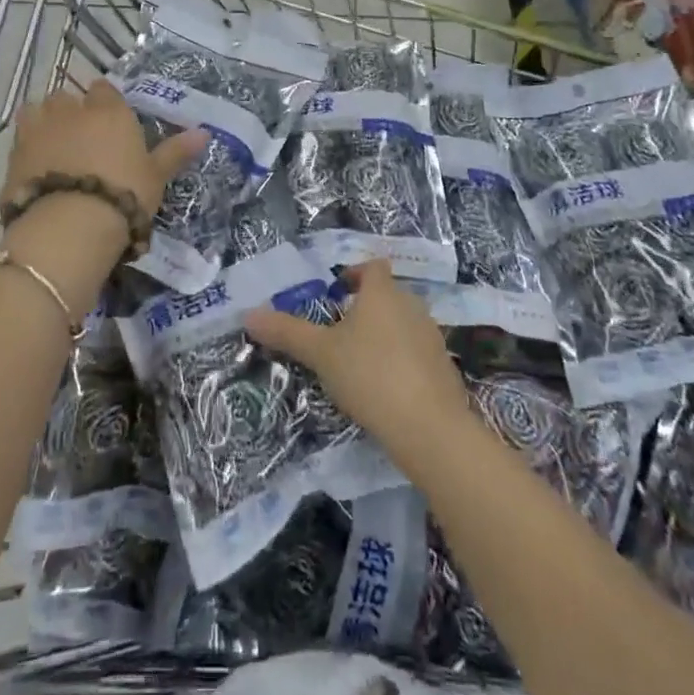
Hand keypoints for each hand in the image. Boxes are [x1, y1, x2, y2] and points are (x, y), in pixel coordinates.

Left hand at [1, 79, 207, 226]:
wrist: (70, 225)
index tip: (112, 123)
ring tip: (54, 148)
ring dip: (45, 123)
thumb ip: (176, 151)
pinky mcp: (14, 155)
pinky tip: (36, 170)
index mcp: (108, 110)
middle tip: (82, 139)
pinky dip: (28, 150)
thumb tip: (204, 132)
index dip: (106, 103)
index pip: (105, 89)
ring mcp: (38, 129)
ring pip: (37, 111)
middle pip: (67, 98)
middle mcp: (71, 110)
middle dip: (72, 111)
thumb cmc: (124, 194)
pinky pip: (21, 141)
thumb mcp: (156, 176)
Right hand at [244, 261, 472, 468]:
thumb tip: (249, 314)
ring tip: (358, 361)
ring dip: (383, 334)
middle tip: (338, 331)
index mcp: (382, 293)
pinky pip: (417, 352)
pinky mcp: (444, 367)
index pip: (372, 267)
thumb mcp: (320, 354)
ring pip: (403, 323)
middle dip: (365, 307)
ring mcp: (432, 337)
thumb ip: (287, 332)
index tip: (336, 292)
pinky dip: (401, 360)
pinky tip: (385, 388)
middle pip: (388, 295)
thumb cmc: (370, 375)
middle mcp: (412, 305)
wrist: (429, 427)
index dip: (355, 274)